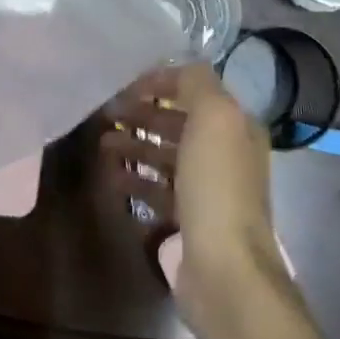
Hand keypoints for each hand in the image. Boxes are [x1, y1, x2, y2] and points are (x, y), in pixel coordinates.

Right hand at [102, 63, 284, 316]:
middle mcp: (226, 155)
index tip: (126, 86)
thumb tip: (174, 70)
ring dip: (135, 146)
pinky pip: (158, 191)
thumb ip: (196, 83)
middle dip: (143, 116)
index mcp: (237, 127)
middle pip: (179, 124)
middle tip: (106, 114)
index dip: (162, 83)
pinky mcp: (189, 222)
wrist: (225, 268)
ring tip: (102, 144)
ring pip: (166, 157)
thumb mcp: (214, 117)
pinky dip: (135, 180)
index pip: (196, 91)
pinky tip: (112, 176)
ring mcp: (208, 190)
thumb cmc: (217, 186)